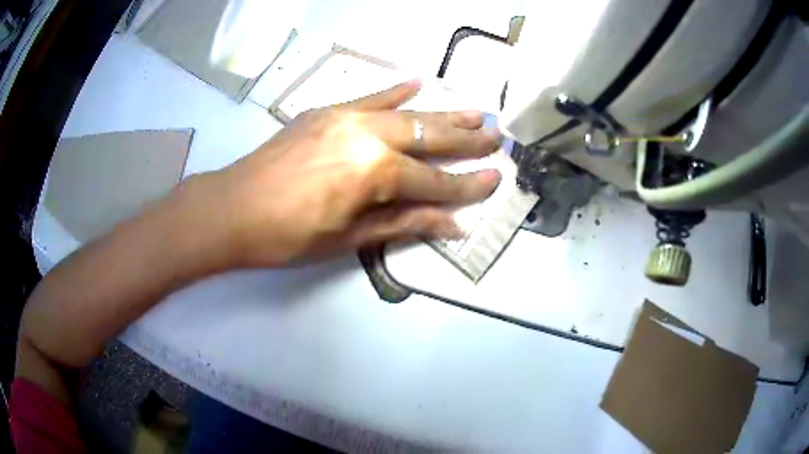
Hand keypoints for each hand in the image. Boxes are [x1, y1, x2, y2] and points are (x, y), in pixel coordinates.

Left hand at [182, 80, 501, 267]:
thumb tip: (454, 225)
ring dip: (442, 113)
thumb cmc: (289, 235)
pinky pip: (369, 96)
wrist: (232, 208)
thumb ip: (405, 223)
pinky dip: (395, 90)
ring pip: (407, 112)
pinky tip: (417, 81)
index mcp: (375, 172)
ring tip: (474, 111)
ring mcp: (346, 116)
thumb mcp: (350, 237)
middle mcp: (368, 134)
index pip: (435, 181)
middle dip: (466, 139)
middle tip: (496, 135)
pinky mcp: (327, 110)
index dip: (467, 185)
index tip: (496, 180)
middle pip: (429, 136)